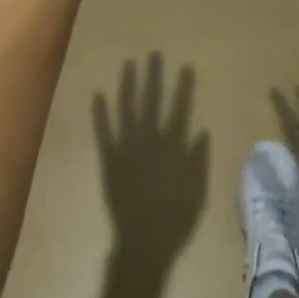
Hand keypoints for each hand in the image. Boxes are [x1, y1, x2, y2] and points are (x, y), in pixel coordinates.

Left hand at [93, 53, 209, 271]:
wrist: (144, 243)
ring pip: (127, 110)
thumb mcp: (197, 190)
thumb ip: (198, 159)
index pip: (180, 108)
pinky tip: (98, 95)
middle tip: (153, 54)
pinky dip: (101, 114)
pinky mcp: (109, 160)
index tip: (185, 65)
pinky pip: (104, 133)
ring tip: (129, 64)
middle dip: (153, 76)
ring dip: (128, 86)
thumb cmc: (176, 219)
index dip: (182, 87)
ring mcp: (127, 148)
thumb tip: (201, 130)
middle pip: (152, 101)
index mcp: (172, 146)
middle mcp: (149, 140)